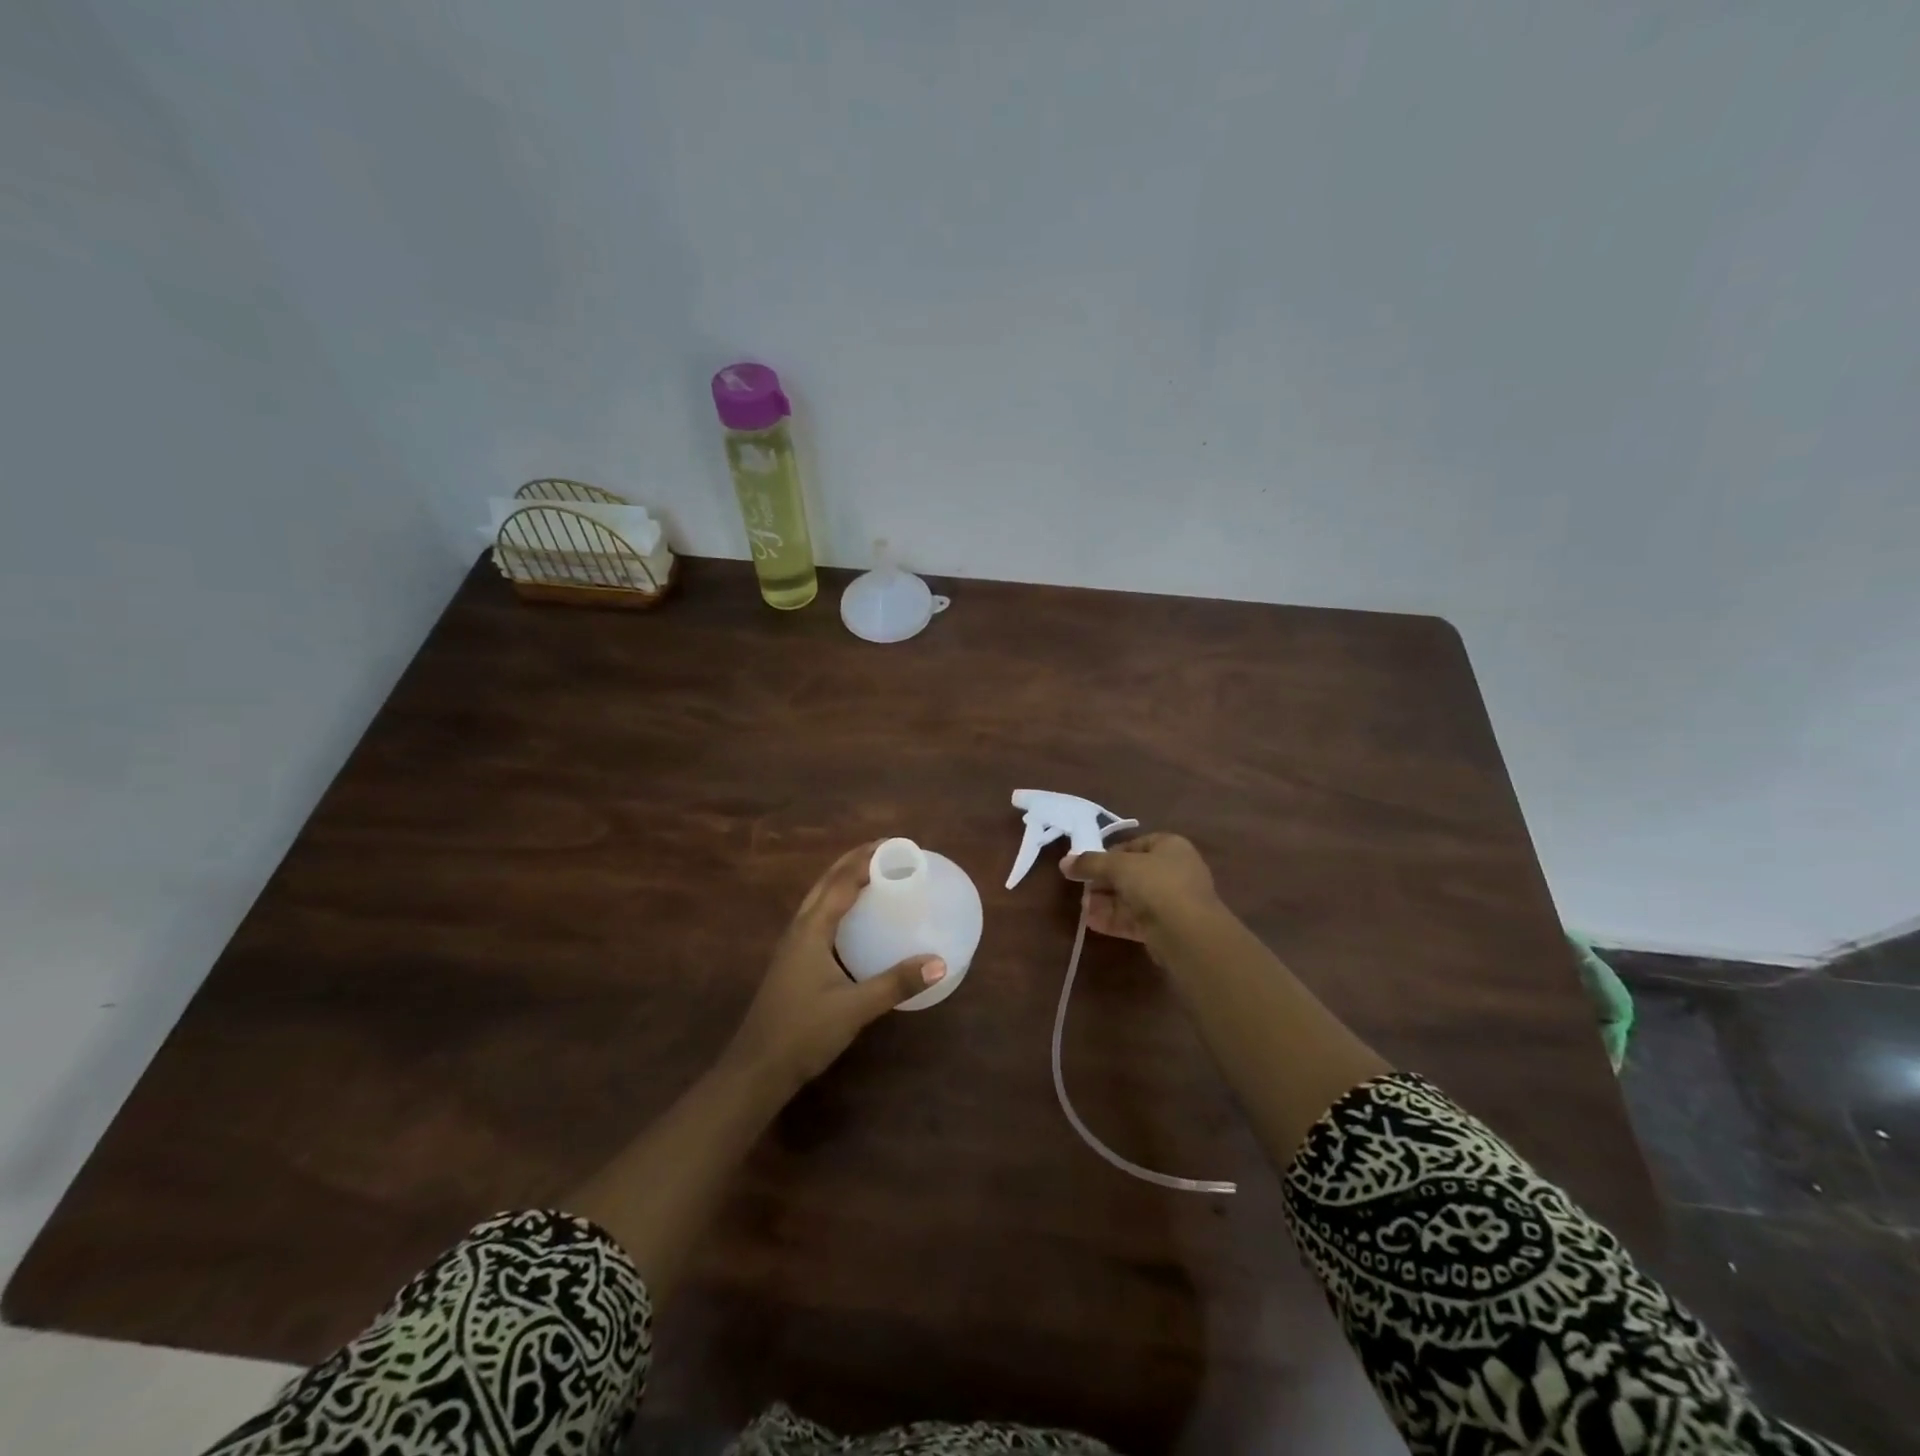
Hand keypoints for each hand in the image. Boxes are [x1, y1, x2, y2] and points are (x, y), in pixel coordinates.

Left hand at [727, 841, 946, 1093]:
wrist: (756, 1070)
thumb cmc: (802, 1033)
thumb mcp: (854, 1008)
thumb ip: (896, 983)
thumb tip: (939, 962)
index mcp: (810, 930)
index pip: (841, 882)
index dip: (867, 860)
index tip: (896, 846)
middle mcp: (799, 929)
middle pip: (826, 882)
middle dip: (854, 861)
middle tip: (889, 851)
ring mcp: (793, 946)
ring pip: (819, 898)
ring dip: (844, 880)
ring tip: (874, 873)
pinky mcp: (794, 962)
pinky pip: (819, 917)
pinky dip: (839, 903)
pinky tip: (855, 918)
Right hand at [1062, 832, 1220, 942]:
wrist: (1187, 932)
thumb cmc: (1156, 884)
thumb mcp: (1118, 866)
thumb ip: (1090, 863)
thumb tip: (1064, 862)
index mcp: (1170, 846)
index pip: (1134, 845)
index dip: (1108, 855)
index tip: (1087, 866)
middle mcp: (1175, 871)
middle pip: (1131, 873)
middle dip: (1104, 882)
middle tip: (1082, 889)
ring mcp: (1173, 901)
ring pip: (1133, 898)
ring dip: (1106, 902)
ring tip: (1083, 908)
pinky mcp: (1167, 928)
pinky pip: (1136, 919)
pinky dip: (1115, 919)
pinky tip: (1092, 923)